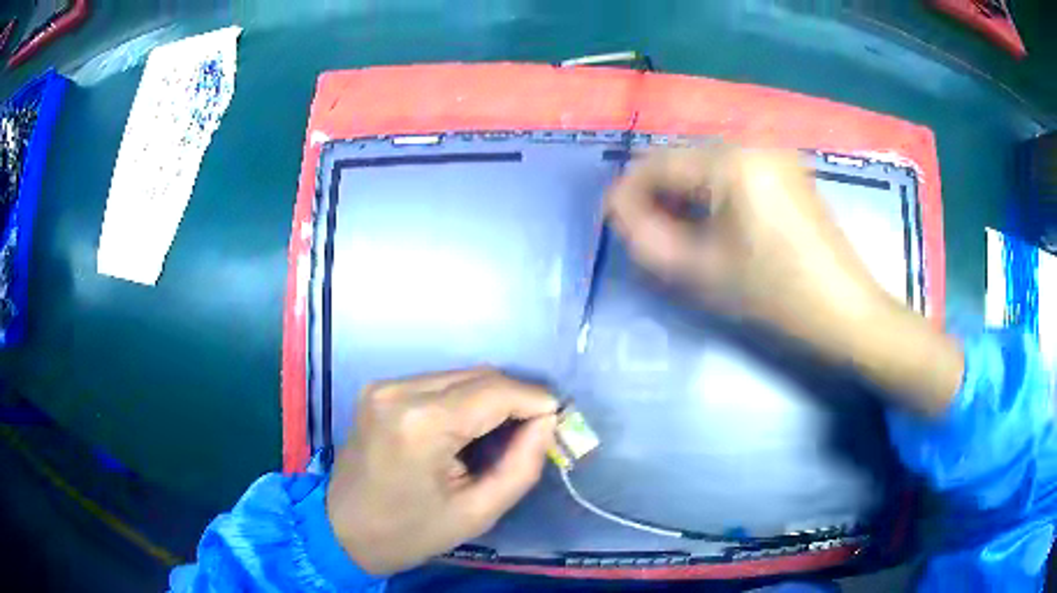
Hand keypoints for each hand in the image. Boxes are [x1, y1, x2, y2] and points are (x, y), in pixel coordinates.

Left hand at [326, 368, 557, 574]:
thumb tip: (546, 423)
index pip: (495, 391)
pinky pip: (438, 383)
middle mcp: (399, 390)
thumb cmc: (410, 532)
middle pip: (479, 376)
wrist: (342, 531)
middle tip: (535, 431)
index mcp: (421, 423)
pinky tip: (468, 429)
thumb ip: (521, 465)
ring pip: (460, 375)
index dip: (535, 400)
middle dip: (515, 399)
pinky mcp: (379, 390)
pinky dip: (464, 400)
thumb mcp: (477, 512)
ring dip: (490, 398)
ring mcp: (384, 386)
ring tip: (503, 434)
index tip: (559, 419)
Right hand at [606, 146, 961, 415]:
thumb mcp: (702, 272)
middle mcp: (753, 144)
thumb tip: (617, 209)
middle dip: (657, 194)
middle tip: (646, 236)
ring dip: (684, 195)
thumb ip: (647, 237)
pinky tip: (715, 226)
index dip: (627, 193)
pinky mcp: (789, 172)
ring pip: (707, 165)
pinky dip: (714, 195)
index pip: (657, 163)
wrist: (847, 313)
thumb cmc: (777, 297)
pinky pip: (735, 173)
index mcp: (731, 162)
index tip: (613, 225)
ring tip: (679, 235)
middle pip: (682, 158)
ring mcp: (775, 156)